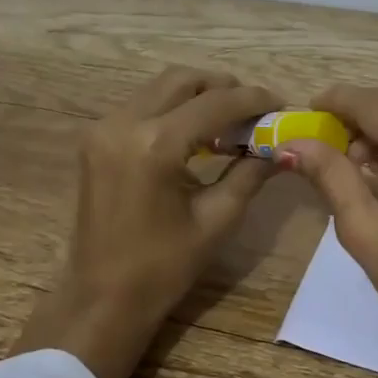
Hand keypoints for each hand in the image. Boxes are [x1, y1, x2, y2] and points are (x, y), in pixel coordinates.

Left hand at [13, 67, 279, 377]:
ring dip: (197, 97)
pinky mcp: (96, 140)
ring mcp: (103, 129)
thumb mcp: (216, 220)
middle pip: (182, 80)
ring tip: (229, 123)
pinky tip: (196, 135)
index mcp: (155, 145)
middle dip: (222, 88)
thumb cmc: (163, 267)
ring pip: (159, 89)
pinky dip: (172, 110)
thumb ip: (249, 174)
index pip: (214, 103)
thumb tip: (281, 149)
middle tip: (254, 110)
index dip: (252, 100)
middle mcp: (123, 124)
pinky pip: (142, 107)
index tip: (280, 104)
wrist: (102, 297)